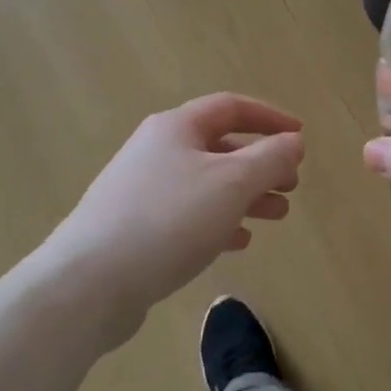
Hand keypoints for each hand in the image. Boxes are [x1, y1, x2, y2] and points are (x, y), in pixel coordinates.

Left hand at [40, 93, 303, 342]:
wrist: (89, 283)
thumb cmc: (169, 220)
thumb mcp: (232, 184)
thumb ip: (269, 159)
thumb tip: (293, 141)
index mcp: (177, 127)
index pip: (231, 107)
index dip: (270, 118)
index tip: (300, 137)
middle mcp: (157, 149)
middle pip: (219, 146)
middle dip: (261, 163)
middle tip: (291, 185)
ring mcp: (141, 189)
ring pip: (205, 182)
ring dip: (245, 194)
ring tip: (277, 215)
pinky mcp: (134, 227)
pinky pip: (187, 213)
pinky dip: (218, 220)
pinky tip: (238, 241)